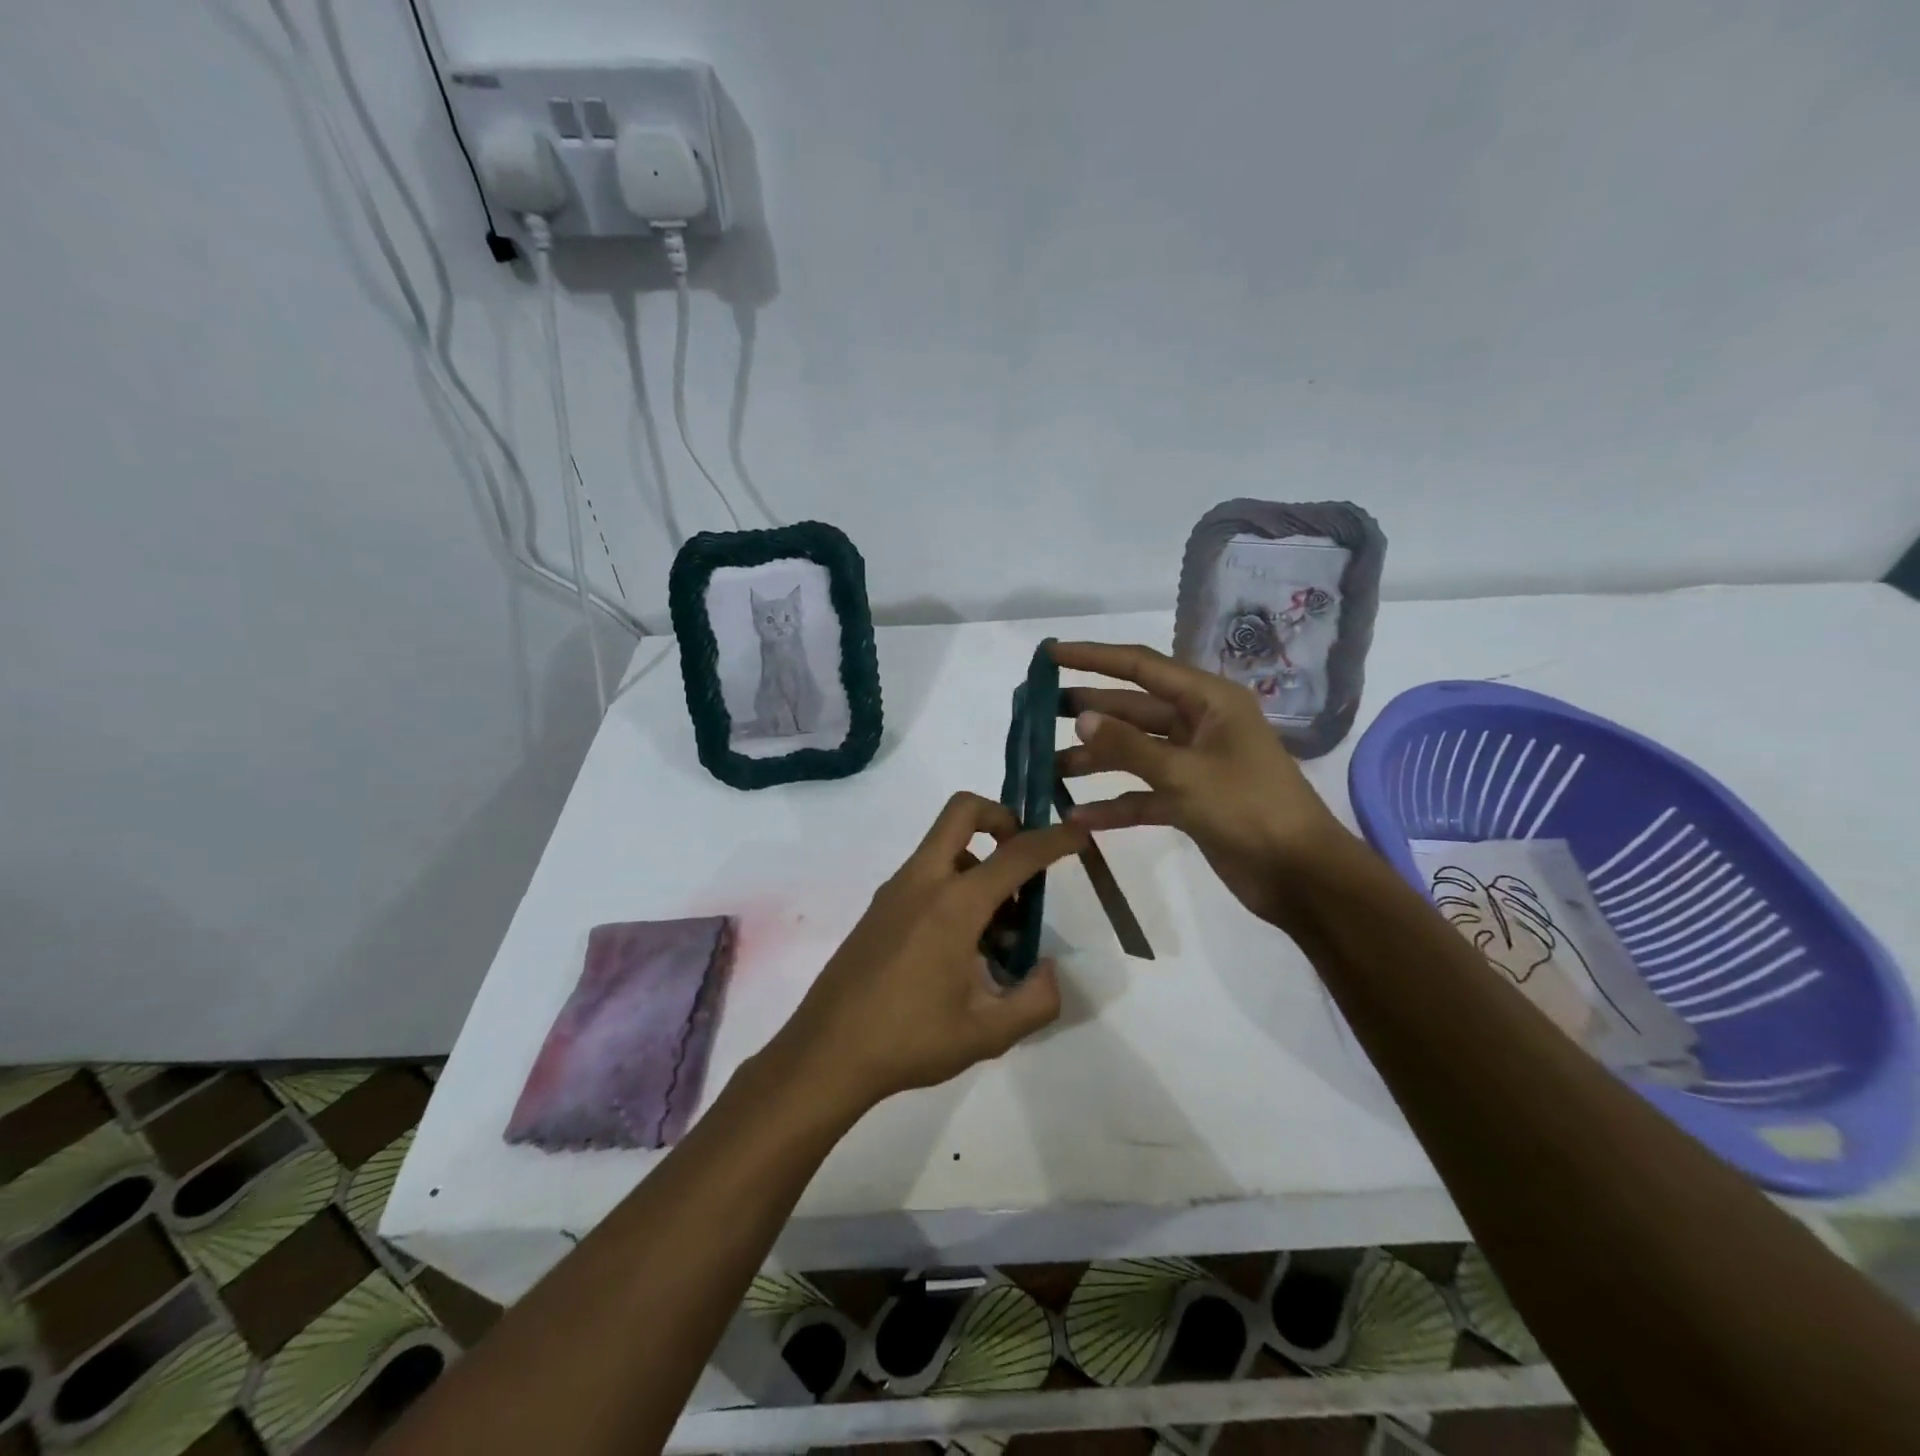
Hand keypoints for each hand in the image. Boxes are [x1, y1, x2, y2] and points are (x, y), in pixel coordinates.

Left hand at [765, 792, 1089, 1117]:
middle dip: (1001, 817)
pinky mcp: (879, 908)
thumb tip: (1048, 971)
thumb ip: (1035, 1001)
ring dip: (979, 863)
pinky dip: (954, 886)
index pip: (1016, 854)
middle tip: (1023, 855)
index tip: (1078, 833)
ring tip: (999, 930)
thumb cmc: (909, 1040)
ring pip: (944, 846)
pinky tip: (962, 947)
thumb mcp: (988, 1034)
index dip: (1053, 840)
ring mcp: (894, 891)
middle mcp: (922, 881)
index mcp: (954, 904)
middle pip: (962, 812)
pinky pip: (925, 874)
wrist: (826, 1053)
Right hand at [1051, 641, 1352, 933]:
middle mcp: (1199, 724)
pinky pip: (1142, 793)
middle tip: (1039, 713)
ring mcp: (1193, 763)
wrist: (1301, 875)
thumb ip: (1129, 746)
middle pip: (1133, 709)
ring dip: (1095, 761)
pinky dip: (1113, 804)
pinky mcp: (1188, 800)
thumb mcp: (1185, 774)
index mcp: (1208, 701)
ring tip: (1047, 767)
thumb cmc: (1249, 809)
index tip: (1050, 655)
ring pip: (1133, 752)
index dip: (1094, 658)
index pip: (1141, 666)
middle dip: (1089, 711)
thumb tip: (1082, 718)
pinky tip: (1076, 817)